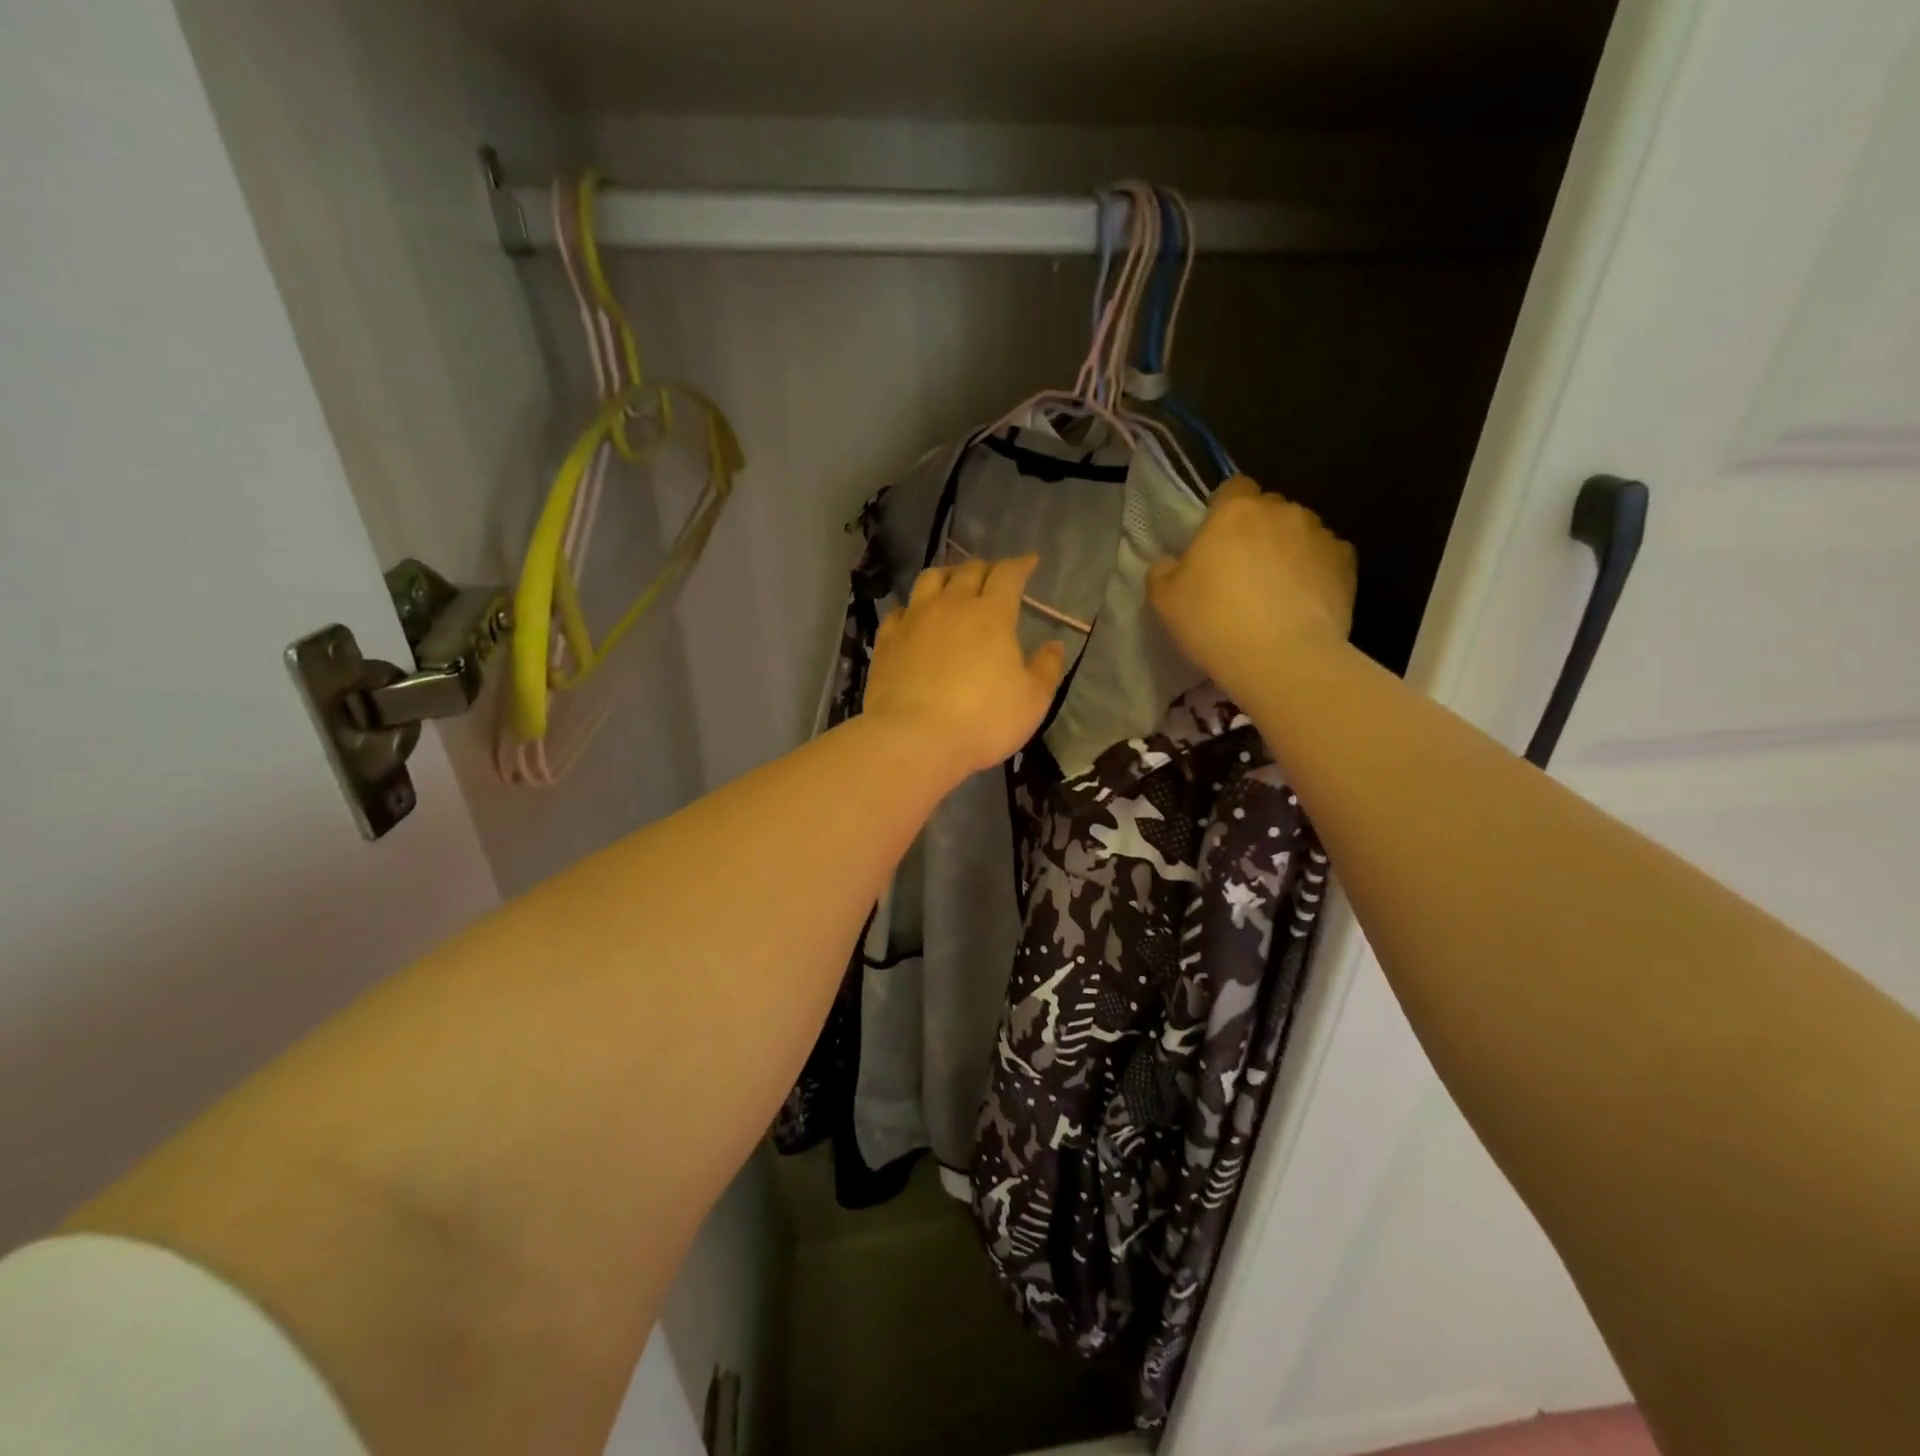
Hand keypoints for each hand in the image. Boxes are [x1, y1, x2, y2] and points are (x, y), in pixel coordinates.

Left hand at [863, 556, 1068, 777]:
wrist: (915, 738)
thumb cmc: (983, 721)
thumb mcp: (1032, 701)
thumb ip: (1046, 669)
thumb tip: (1054, 645)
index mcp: (992, 614)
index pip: (1008, 575)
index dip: (1021, 565)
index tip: (1030, 562)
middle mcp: (952, 605)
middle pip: (969, 571)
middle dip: (986, 568)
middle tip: (994, 576)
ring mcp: (914, 620)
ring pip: (930, 579)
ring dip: (947, 575)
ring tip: (954, 583)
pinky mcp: (887, 640)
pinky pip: (900, 610)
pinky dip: (913, 607)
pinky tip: (915, 617)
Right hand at [1147, 477, 1356, 701]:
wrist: (1281, 658)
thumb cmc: (1214, 621)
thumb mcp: (1164, 600)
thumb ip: (1163, 571)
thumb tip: (1170, 563)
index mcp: (1234, 511)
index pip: (1232, 488)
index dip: (1223, 510)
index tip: (1215, 541)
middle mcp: (1281, 511)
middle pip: (1268, 509)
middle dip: (1257, 530)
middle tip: (1242, 570)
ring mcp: (1319, 535)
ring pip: (1300, 532)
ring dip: (1287, 549)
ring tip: (1276, 589)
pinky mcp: (1347, 564)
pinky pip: (1327, 557)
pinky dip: (1315, 571)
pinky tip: (1303, 600)